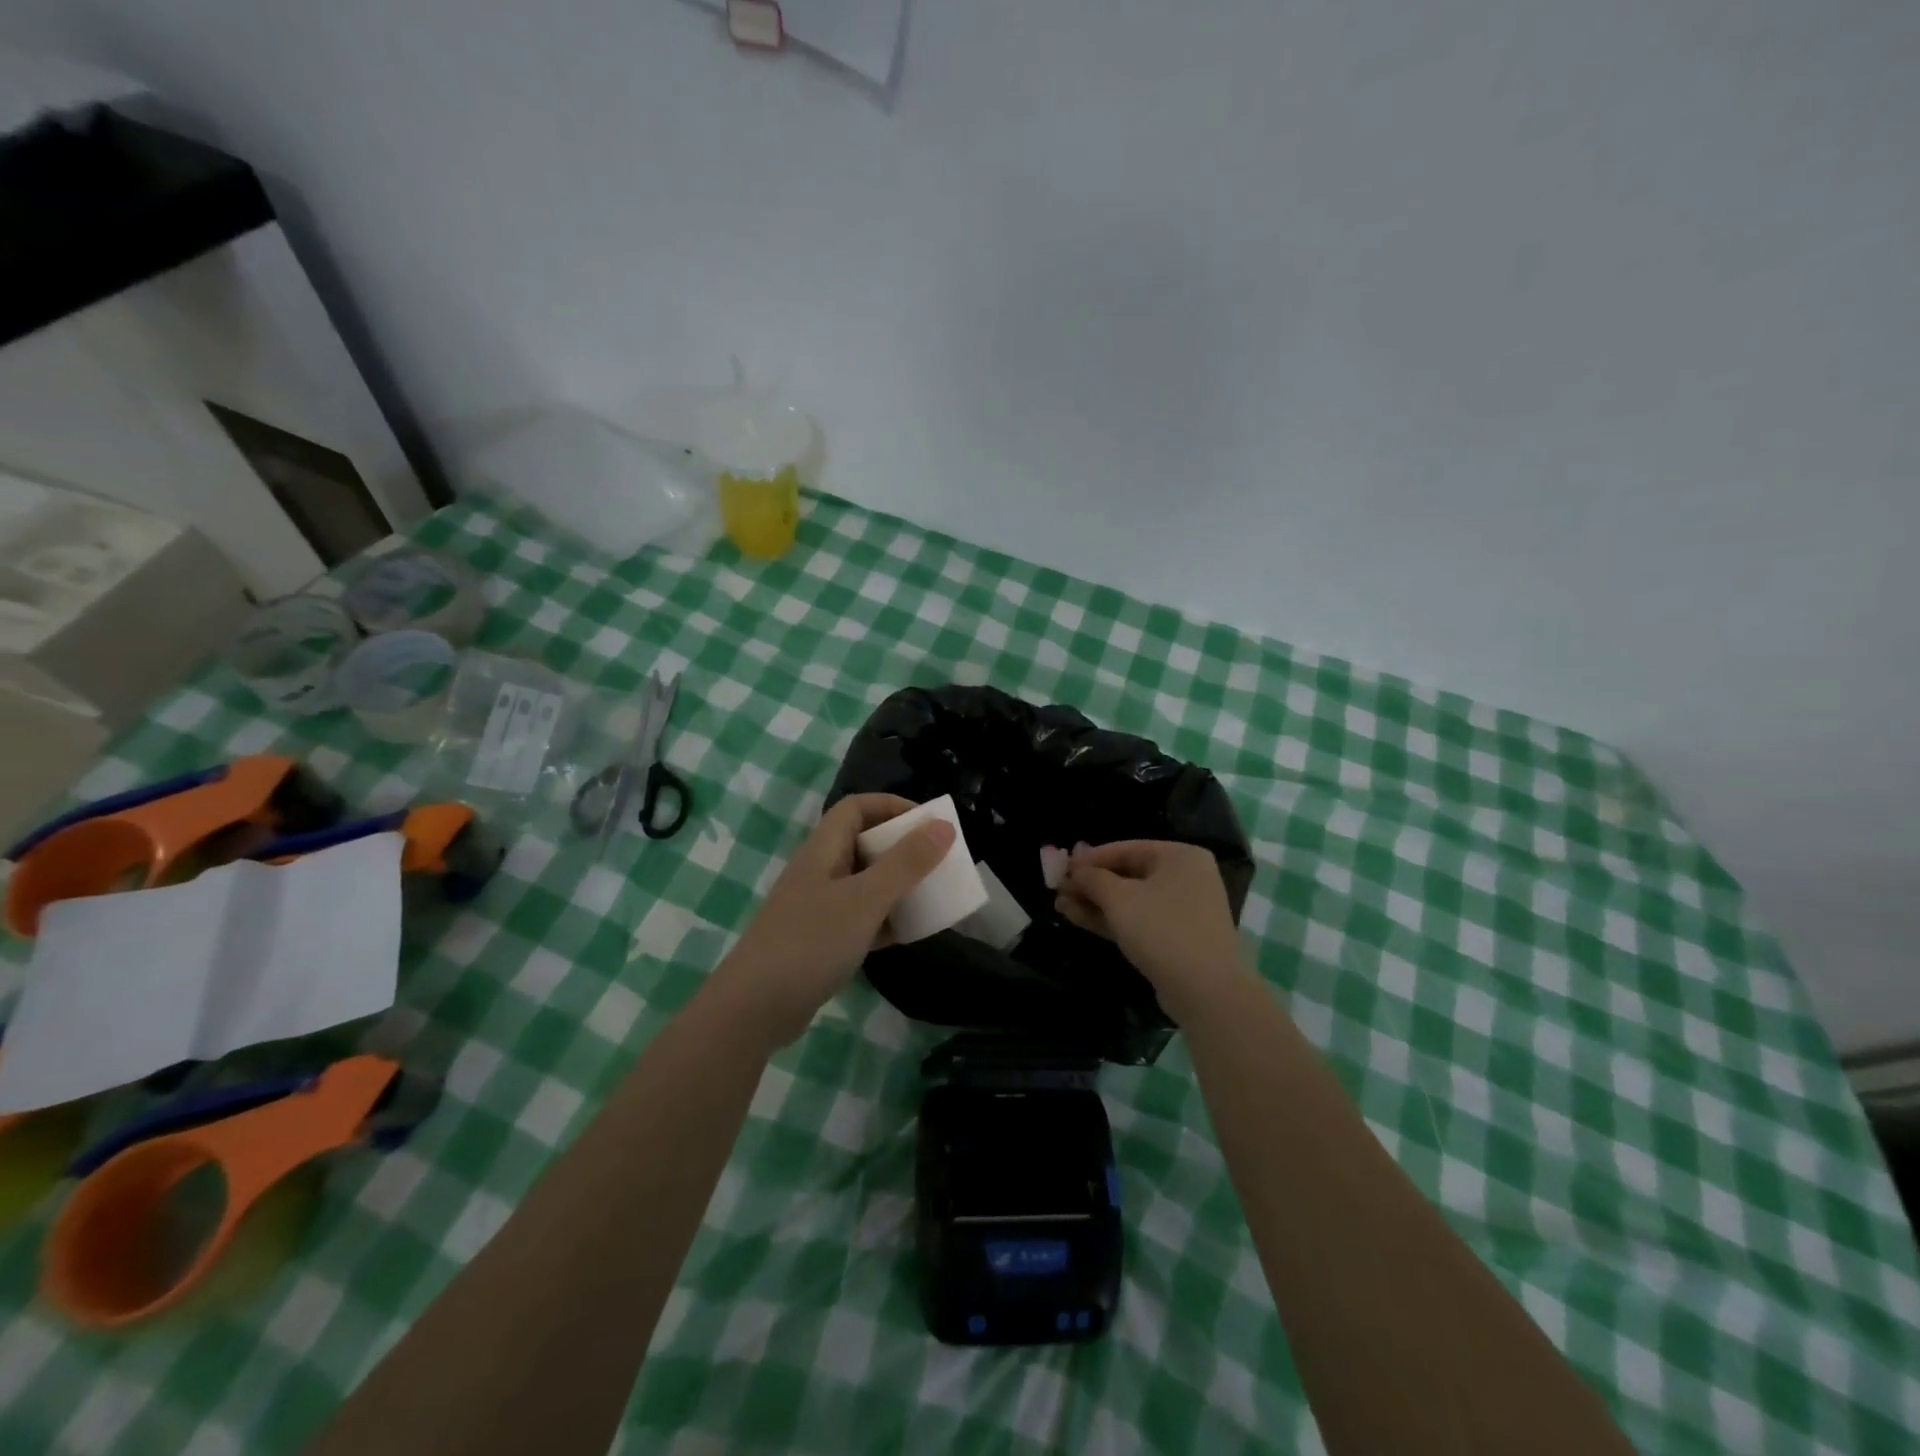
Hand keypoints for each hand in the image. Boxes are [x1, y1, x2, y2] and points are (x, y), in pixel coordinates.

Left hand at [708, 794, 955, 1048]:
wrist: (755, 1008)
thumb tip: (944, 825)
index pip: (857, 807)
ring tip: (932, 894)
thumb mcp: (865, 899)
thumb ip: (906, 863)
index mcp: (823, 849)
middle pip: (864, 843)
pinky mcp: (821, 941)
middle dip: (902, 847)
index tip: (930, 822)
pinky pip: (861, 918)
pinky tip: (909, 933)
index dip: (893, 805)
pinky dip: (886, 920)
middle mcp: (819, 871)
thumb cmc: (811, 942)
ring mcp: (818, 908)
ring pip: (865, 883)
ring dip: (897, 884)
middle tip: (938, 859)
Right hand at [1056, 840, 1246, 1022]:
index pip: (1126, 849)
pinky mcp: (1175, 938)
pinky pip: (1137, 920)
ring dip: (1095, 902)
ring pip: (1129, 900)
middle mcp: (1185, 878)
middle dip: (1090, 884)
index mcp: (1179, 856)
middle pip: (1127, 874)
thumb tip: (1074, 871)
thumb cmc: (1162, 930)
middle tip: (1058, 889)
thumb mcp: (1119, 898)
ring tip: (1060, 905)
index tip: (1061, 868)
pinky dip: (1110, 919)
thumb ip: (1092, 879)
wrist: (1205, 991)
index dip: (1090, 859)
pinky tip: (1077, 918)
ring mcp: (1181, 910)